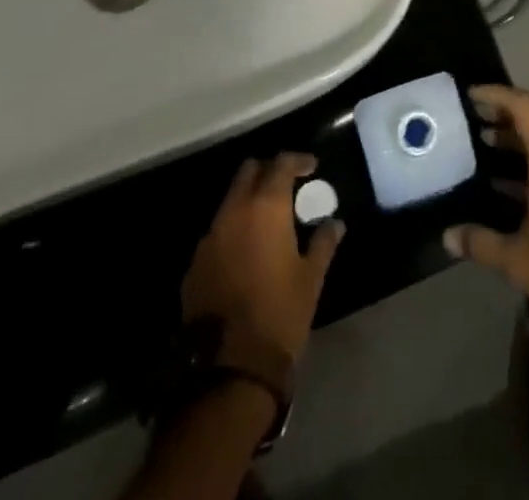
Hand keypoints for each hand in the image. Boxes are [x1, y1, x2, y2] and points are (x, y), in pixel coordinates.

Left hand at [183, 153, 342, 365]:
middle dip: (268, 172)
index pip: (281, 163)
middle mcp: (233, 212)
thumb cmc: (280, 314)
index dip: (298, 160)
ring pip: (229, 201)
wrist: (230, 369)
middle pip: (248, 172)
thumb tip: (334, 223)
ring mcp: (209, 238)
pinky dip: (233, 232)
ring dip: (248, 202)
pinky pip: (217, 234)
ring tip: (267, 221)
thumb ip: (323, 243)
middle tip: (287, 187)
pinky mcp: (194, 265)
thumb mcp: (311, 278)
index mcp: (265, 207)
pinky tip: (245, 254)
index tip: (311, 167)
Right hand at [443, 85, 528, 353]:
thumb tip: (447, 236)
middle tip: (475, 117)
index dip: (497, 95)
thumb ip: (480, 241)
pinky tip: (507, 180)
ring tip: (485, 142)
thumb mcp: (516, 259)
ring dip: (519, 135)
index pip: (524, 106)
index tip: (470, 96)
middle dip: (506, 112)